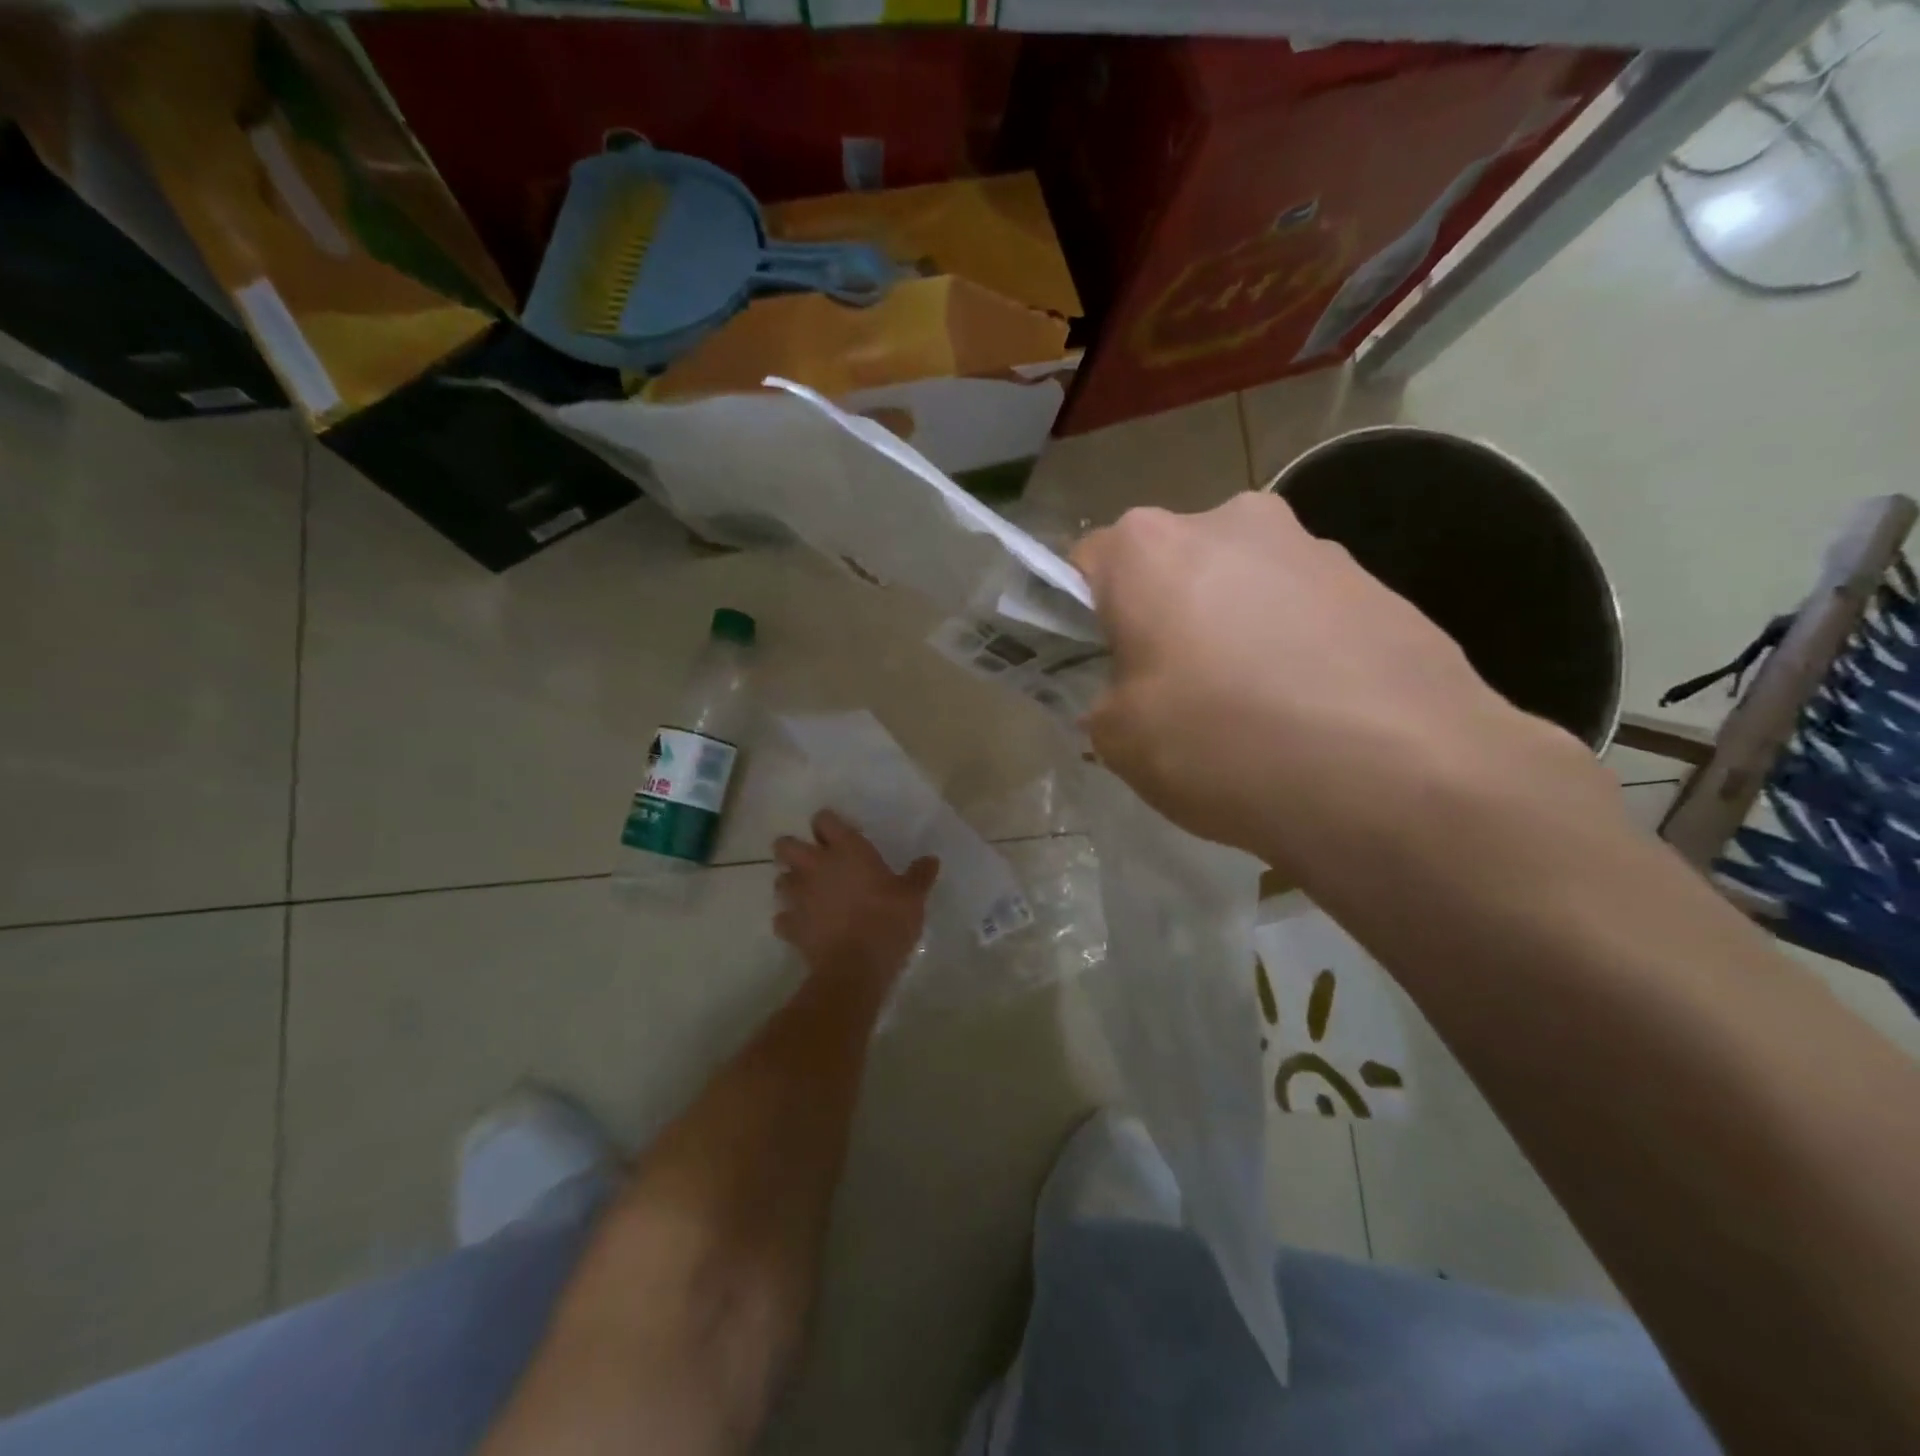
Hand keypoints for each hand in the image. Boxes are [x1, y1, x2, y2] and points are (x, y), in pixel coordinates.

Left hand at [772, 810, 938, 983]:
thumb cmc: (887, 921)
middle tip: (813, 862)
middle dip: (793, 849)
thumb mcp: (913, 897)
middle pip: (785, 844)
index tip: (840, 835)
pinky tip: (805, 928)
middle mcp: (815, 866)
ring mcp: (798, 896)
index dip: (828, 825)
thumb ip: (920, 875)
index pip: (824, 819)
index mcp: (846, 850)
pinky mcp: (789, 925)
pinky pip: (783, 918)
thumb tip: (931, 859)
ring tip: (808, 895)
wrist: (855, 968)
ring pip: (780, 880)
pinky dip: (791, 921)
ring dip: (791, 884)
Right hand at [1070, 493, 1608, 871]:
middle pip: (1170, 568)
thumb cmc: (1224, 744)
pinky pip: (1304, 610)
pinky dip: (1293, 646)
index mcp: (1149, 547)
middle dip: (1163, 618)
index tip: (1098, 666)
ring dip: (1232, 629)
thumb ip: (1102, 703)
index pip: (1086, 565)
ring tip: (1254, 710)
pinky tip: (1311, 711)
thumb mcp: (1121, 742)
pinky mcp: (1377, 583)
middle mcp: (1230, 521)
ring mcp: (1313, 547)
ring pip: (1241, 585)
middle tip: (1173, 692)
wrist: (1401, 776)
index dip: (1081, 618)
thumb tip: (1129, 695)